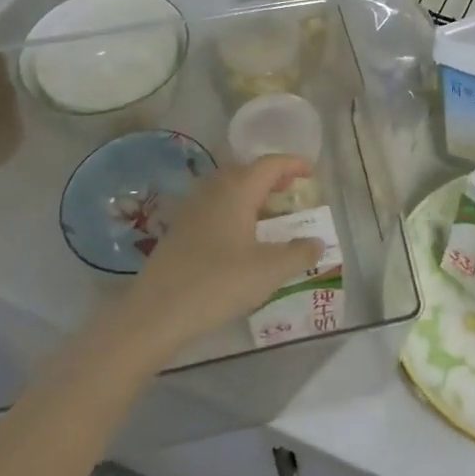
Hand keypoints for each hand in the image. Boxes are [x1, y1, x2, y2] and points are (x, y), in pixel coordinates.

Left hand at [121, 155, 324, 358]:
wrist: (157, 311)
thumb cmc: (219, 283)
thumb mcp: (269, 271)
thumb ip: (299, 253)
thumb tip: (317, 242)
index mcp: (237, 190)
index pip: (270, 164)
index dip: (293, 164)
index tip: (311, 171)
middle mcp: (212, 190)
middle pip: (247, 171)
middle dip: (272, 178)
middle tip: (293, 192)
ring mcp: (191, 209)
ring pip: (227, 189)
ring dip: (251, 195)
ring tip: (270, 215)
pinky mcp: (179, 229)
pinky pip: (213, 207)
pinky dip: (233, 211)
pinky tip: (240, 237)